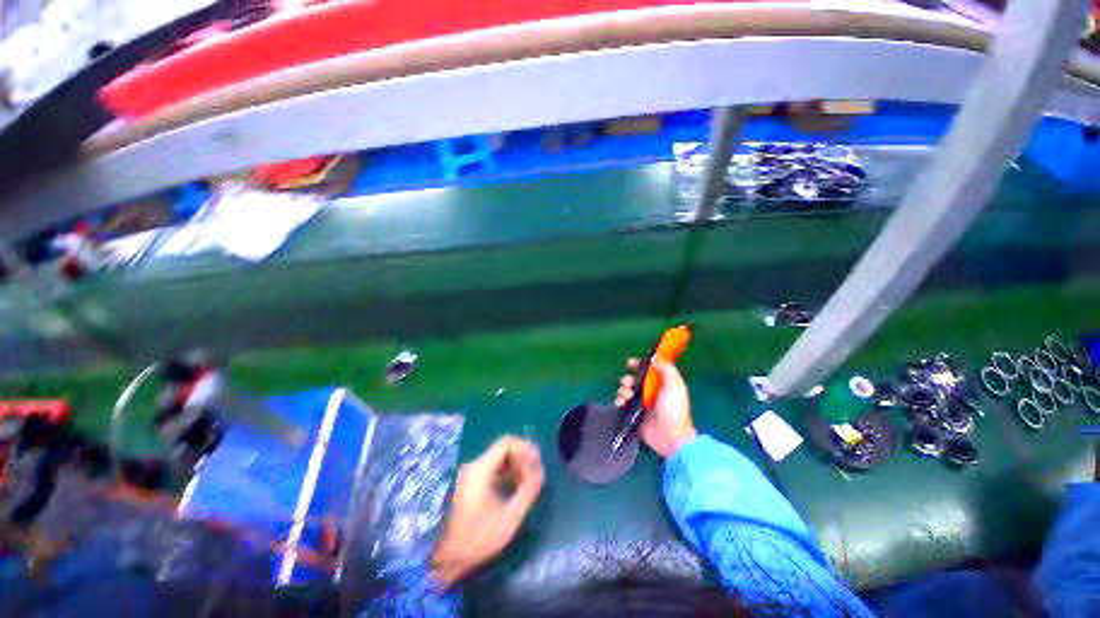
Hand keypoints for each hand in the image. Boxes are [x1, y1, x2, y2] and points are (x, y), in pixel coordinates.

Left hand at [431, 436, 543, 586]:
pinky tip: (514, 487)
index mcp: (481, 469)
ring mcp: (470, 474)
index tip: (536, 463)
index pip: (507, 443)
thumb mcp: (509, 518)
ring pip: (498, 458)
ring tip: (527, 482)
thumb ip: (528, 492)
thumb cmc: (476, 539)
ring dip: (515, 465)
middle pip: (503, 449)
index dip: (525, 448)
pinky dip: (506, 472)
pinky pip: (492, 468)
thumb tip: (540, 472)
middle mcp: (474, 465)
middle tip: (534, 474)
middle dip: (522, 458)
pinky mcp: (469, 483)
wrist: (443, 558)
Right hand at [615, 358, 696, 457]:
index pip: (647, 370)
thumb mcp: (675, 385)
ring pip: (626, 390)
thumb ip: (666, 369)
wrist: (670, 436)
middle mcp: (650, 392)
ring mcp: (641, 403)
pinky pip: (622, 403)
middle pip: (634, 379)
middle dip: (628, 379)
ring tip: (626, 396)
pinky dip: (619, 401)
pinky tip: (621, 403)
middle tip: (628, 383)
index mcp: (661, 384)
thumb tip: (654, 358)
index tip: (630, 363)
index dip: (639, 365)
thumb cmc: (674, 409)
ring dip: (623, 390)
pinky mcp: (633, 414)